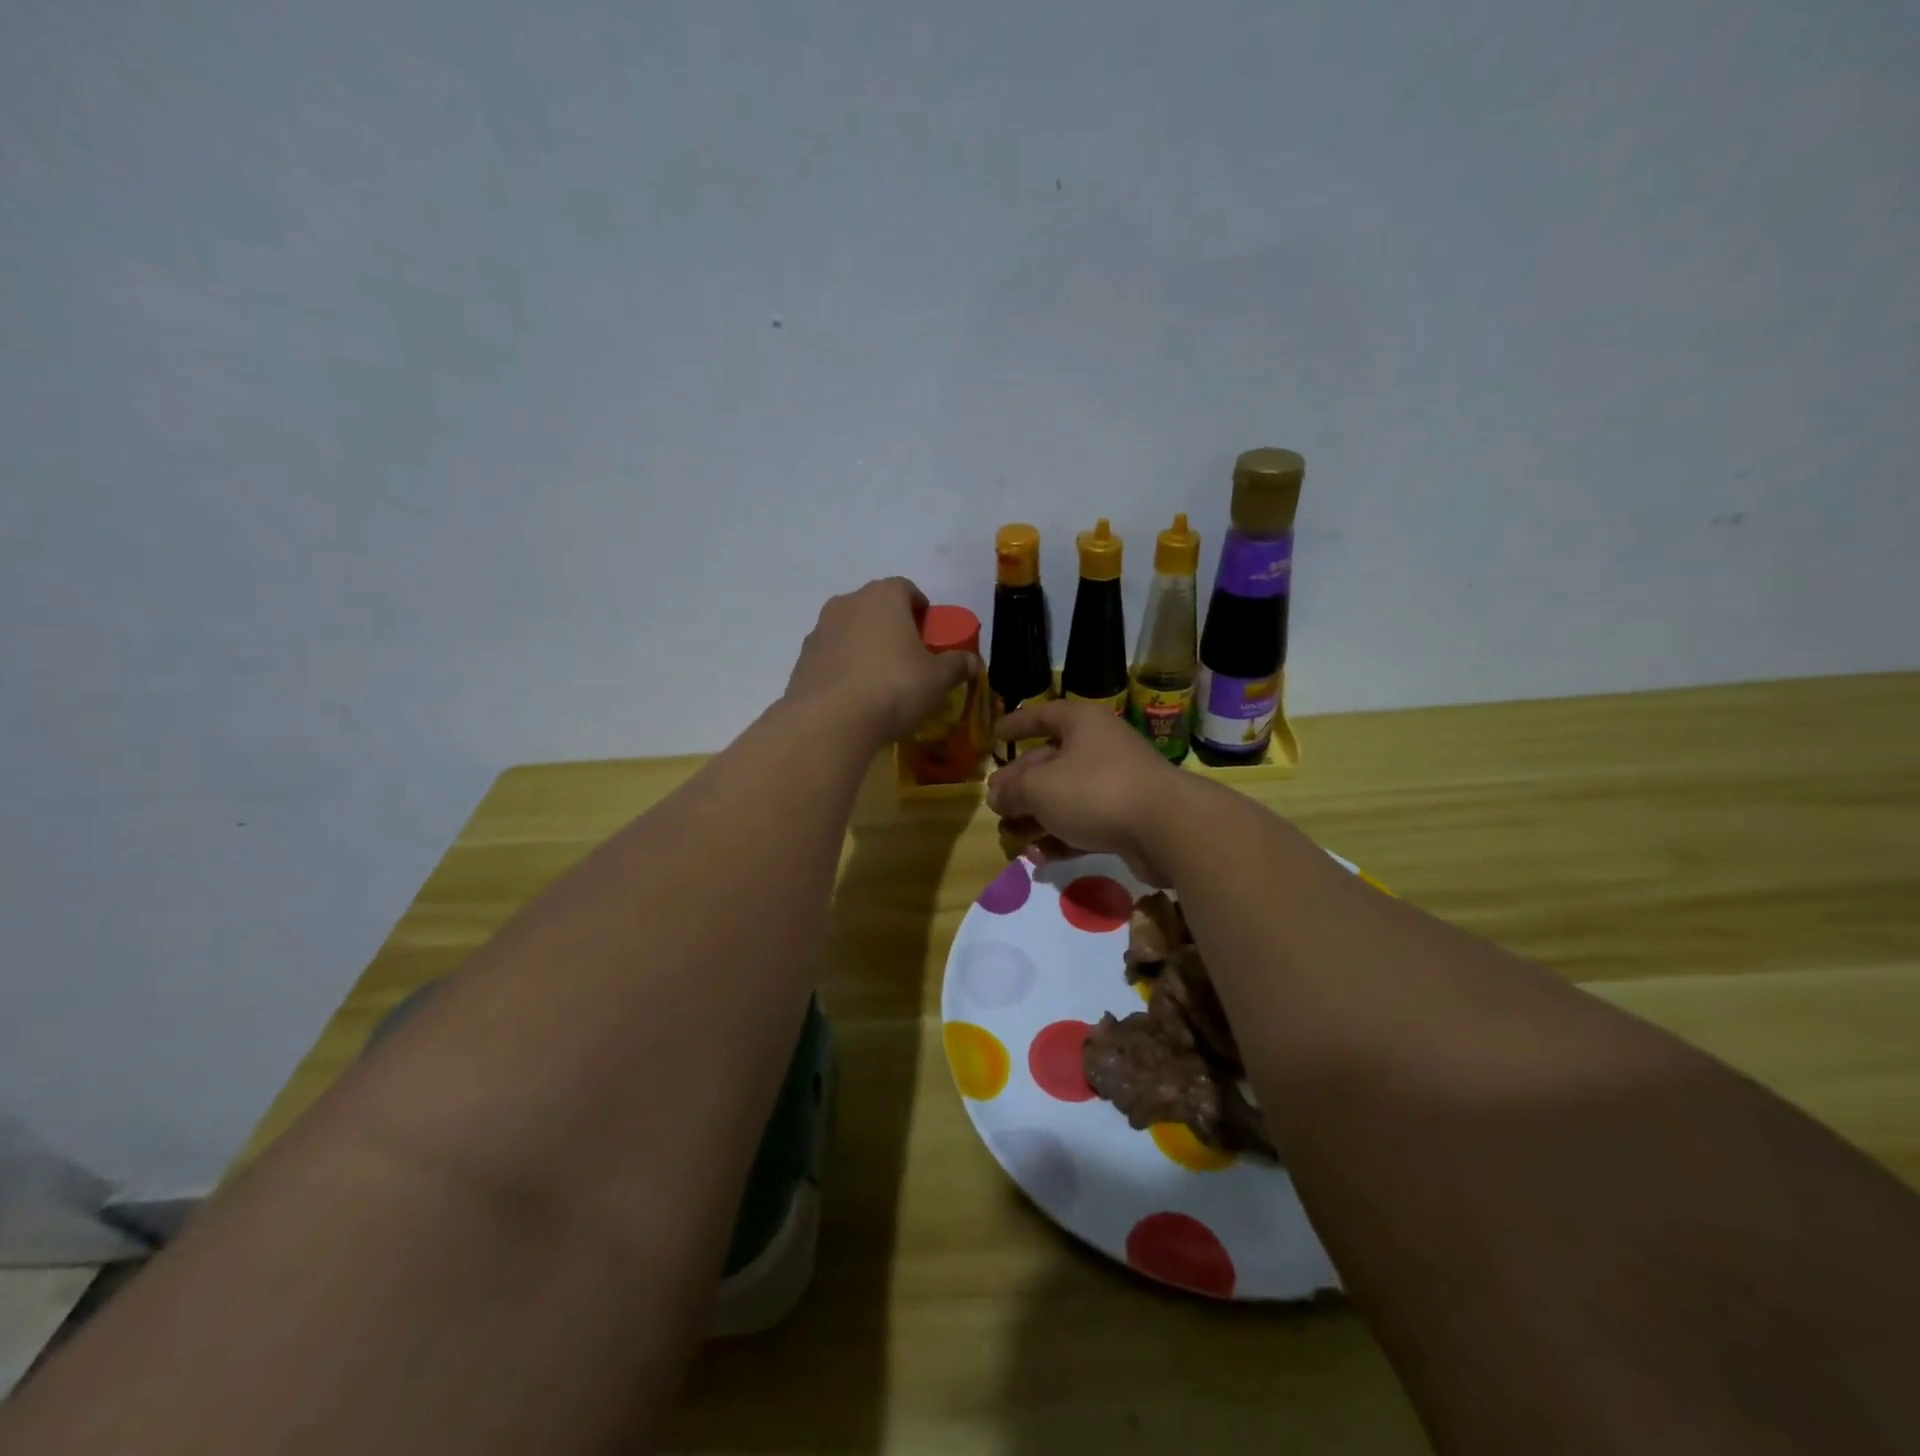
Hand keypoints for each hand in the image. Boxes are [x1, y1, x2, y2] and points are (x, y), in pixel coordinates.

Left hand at [784, 578, 978, 745]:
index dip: (922, 610)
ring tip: (880, 681)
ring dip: (865, 647)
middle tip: (909, 658)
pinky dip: (844, 668)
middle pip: (876, 607)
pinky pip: (831, 657)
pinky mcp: (802, 659)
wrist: (830, 720)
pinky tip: (855, 697)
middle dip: (893, 627)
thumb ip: (957, 665)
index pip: (906, 588)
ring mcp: (819, 630)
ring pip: (850, 631)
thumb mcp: (938, 679)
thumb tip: (974, 662)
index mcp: (884, 597)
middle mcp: (848, 603)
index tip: (930, 636)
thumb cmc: (894, 687)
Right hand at [987, 700, 1188, 884]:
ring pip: (1065, 798)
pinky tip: (1039, 857)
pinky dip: (1061, 838)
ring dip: (1036, 818)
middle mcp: (1100, 748)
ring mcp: (1116, 785)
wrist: (1166, 828)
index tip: (996, 735)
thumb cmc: (1095, 791)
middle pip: (1050, 762)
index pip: (1043, 715)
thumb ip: (1013, 790)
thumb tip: (996, 795)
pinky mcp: (1126, 820)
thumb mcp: (1040, 788)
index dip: (1018, 724)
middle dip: (1020, 785)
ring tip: (1010, 837)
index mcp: (1082, 724)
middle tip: (995, 804)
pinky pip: (1084, 824)